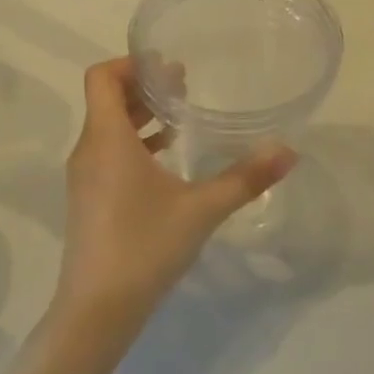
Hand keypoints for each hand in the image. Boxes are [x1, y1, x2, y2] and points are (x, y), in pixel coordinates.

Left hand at [54, 58, 296, 341]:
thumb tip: (288, 151)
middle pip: (106, 99)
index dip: (131, 63)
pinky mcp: (87, 199)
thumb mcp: (202, 209)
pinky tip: (166, 160)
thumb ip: (246, 178)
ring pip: (106, 127)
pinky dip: (133, 143)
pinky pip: (107, 152)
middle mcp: (89, 150)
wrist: (96, 311)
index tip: (168, 67)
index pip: (102, 77)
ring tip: (179, 119)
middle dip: (142, 87)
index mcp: (107, 139)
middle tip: (183, 84)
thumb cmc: (145, 247)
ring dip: (139, 116)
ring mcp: (84, 177)